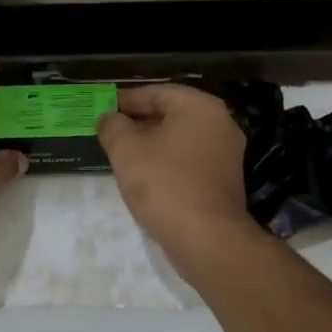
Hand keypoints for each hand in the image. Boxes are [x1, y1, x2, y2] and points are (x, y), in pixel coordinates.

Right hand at [97, 84, 263, 275]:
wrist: (207, 238)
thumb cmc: (164, 184)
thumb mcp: (126, 151)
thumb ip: (113, 127)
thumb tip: (108, 119)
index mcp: (199, 108)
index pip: (158, 92)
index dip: (128, 100)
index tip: (104, 109)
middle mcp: (220, 124)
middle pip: (172, 114)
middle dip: (139, 122)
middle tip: (111, 131)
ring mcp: (226, 153)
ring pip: (181, 138)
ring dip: (152, 143)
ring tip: (123, 154)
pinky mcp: (224, 180)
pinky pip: (190, 159)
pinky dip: (168, 161)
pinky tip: (146, 176)